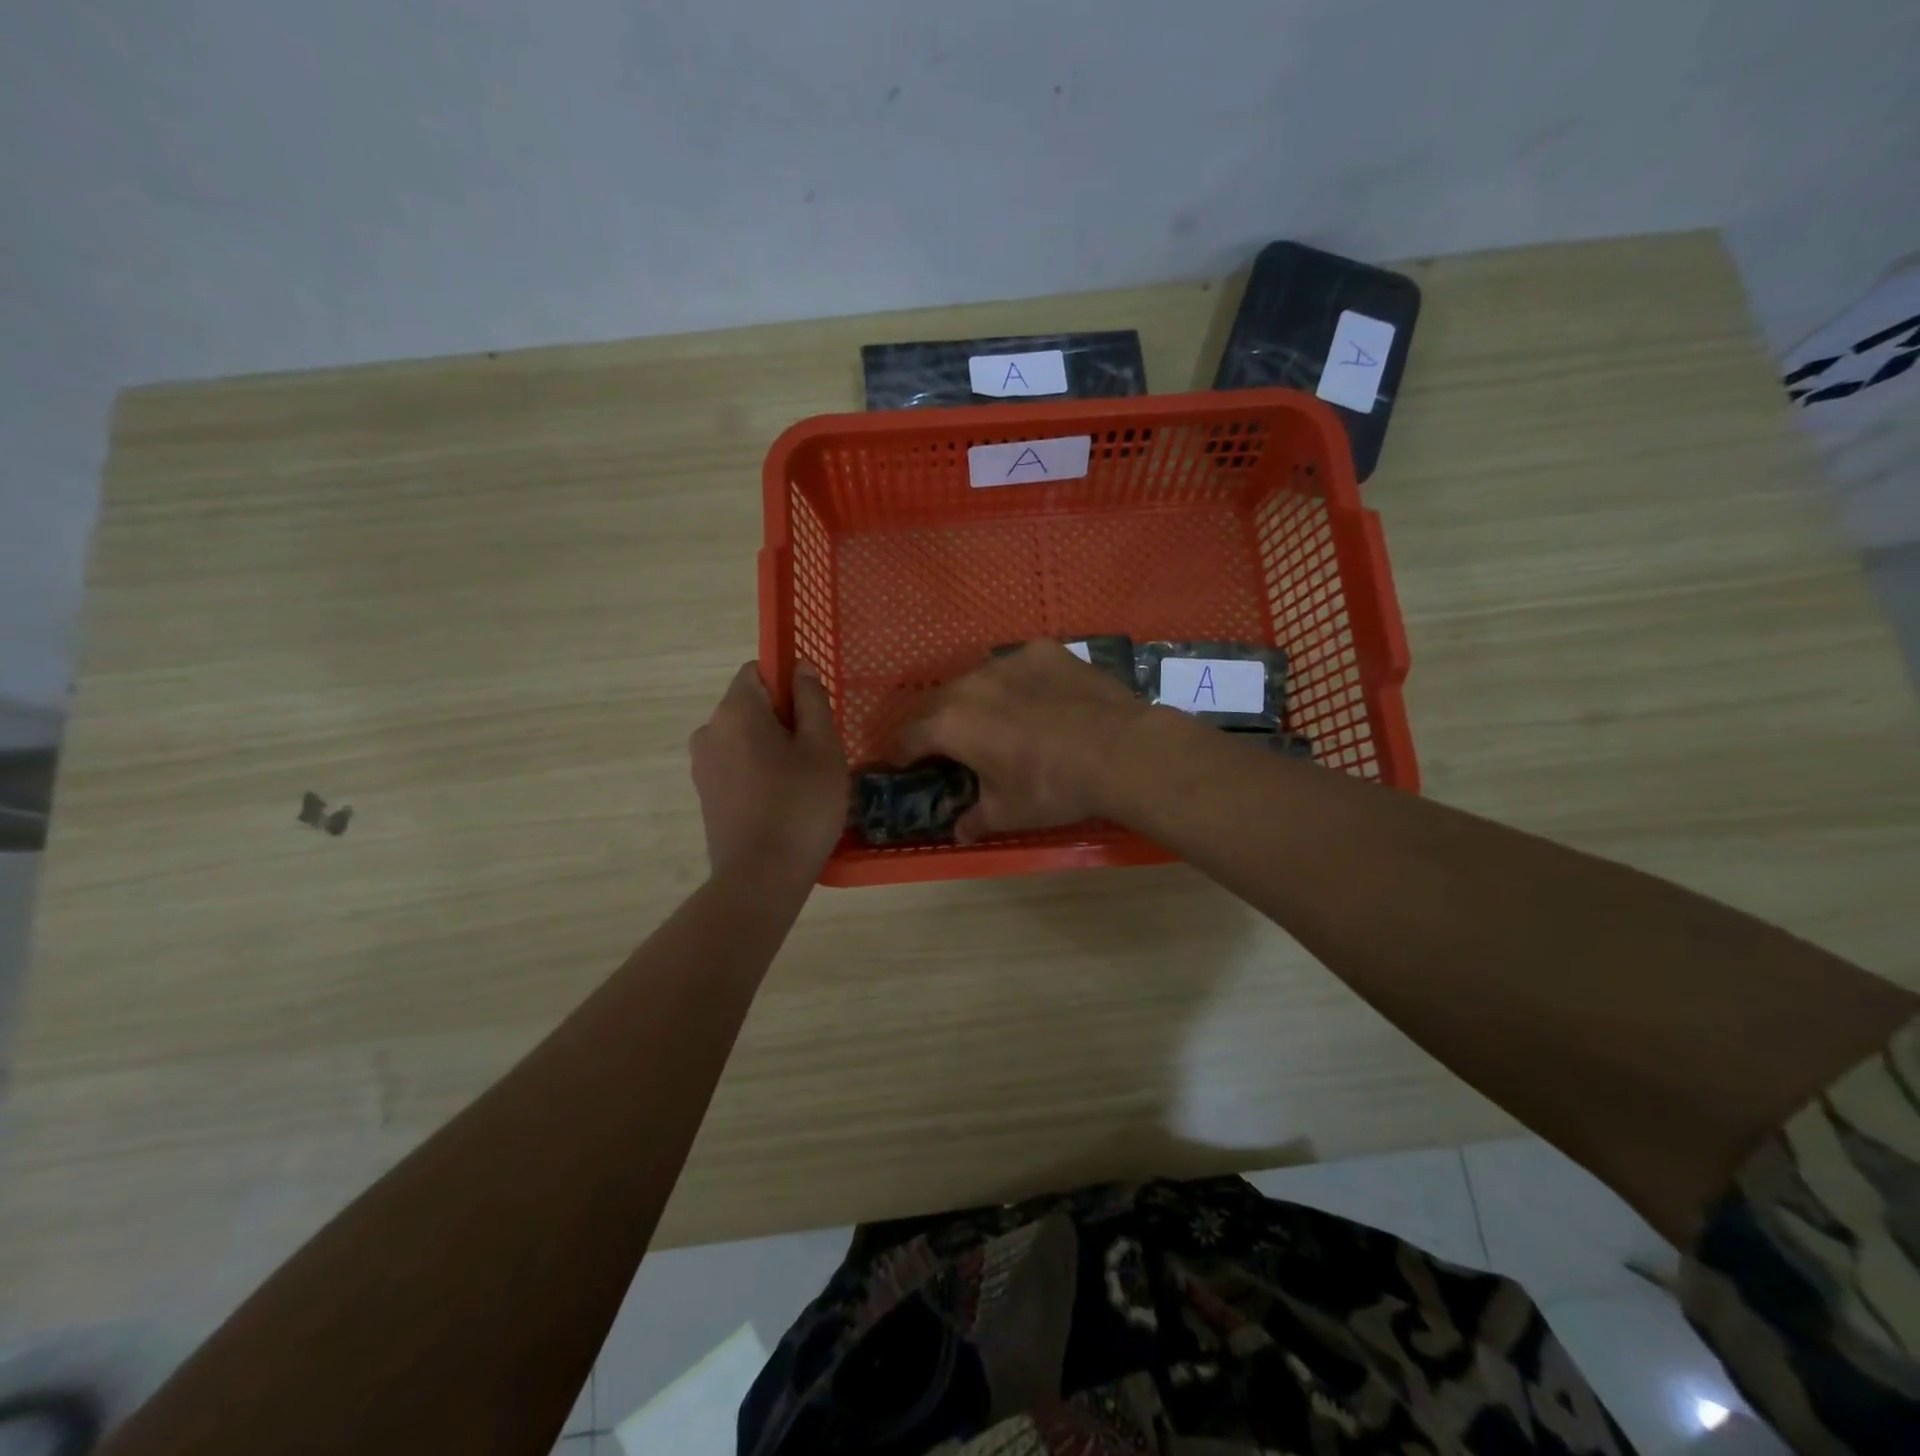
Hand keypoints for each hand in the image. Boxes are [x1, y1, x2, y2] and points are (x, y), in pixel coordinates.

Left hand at [690, 661, 847, 881]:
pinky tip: (782, 800)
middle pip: (751, 705)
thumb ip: (812, 700)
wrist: (761, 878)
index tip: (814, 714)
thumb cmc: (801, 806)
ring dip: (772, 747)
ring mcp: (703, 764)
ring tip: (803, 781)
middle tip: (818, 753)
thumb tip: (800, 667)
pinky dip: (759, 771)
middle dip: (784, 719)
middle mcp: (709, 730)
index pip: (758, 670)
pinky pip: (736, 764)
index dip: (789, 683)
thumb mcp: (823, 748)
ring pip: (744, 737)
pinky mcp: (705, 794)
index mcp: (735, 710)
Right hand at [891, 642, 1149, 841]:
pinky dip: (1015, 683)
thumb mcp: (1008, 813)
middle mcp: (970, 684)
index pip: (907, 737)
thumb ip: (975, 819)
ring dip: (973, 700)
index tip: (899, 763)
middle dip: (932, 724)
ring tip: (990, 718)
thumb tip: (960, 831)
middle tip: (943, 744)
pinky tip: (1035, 699)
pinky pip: (1016, 667)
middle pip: (936, 702)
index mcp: (950, 724)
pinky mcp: (1043, 651)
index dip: (899, 753)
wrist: (1119, 751)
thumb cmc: (1051, 787)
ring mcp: (1008, 661)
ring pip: (975, 679)